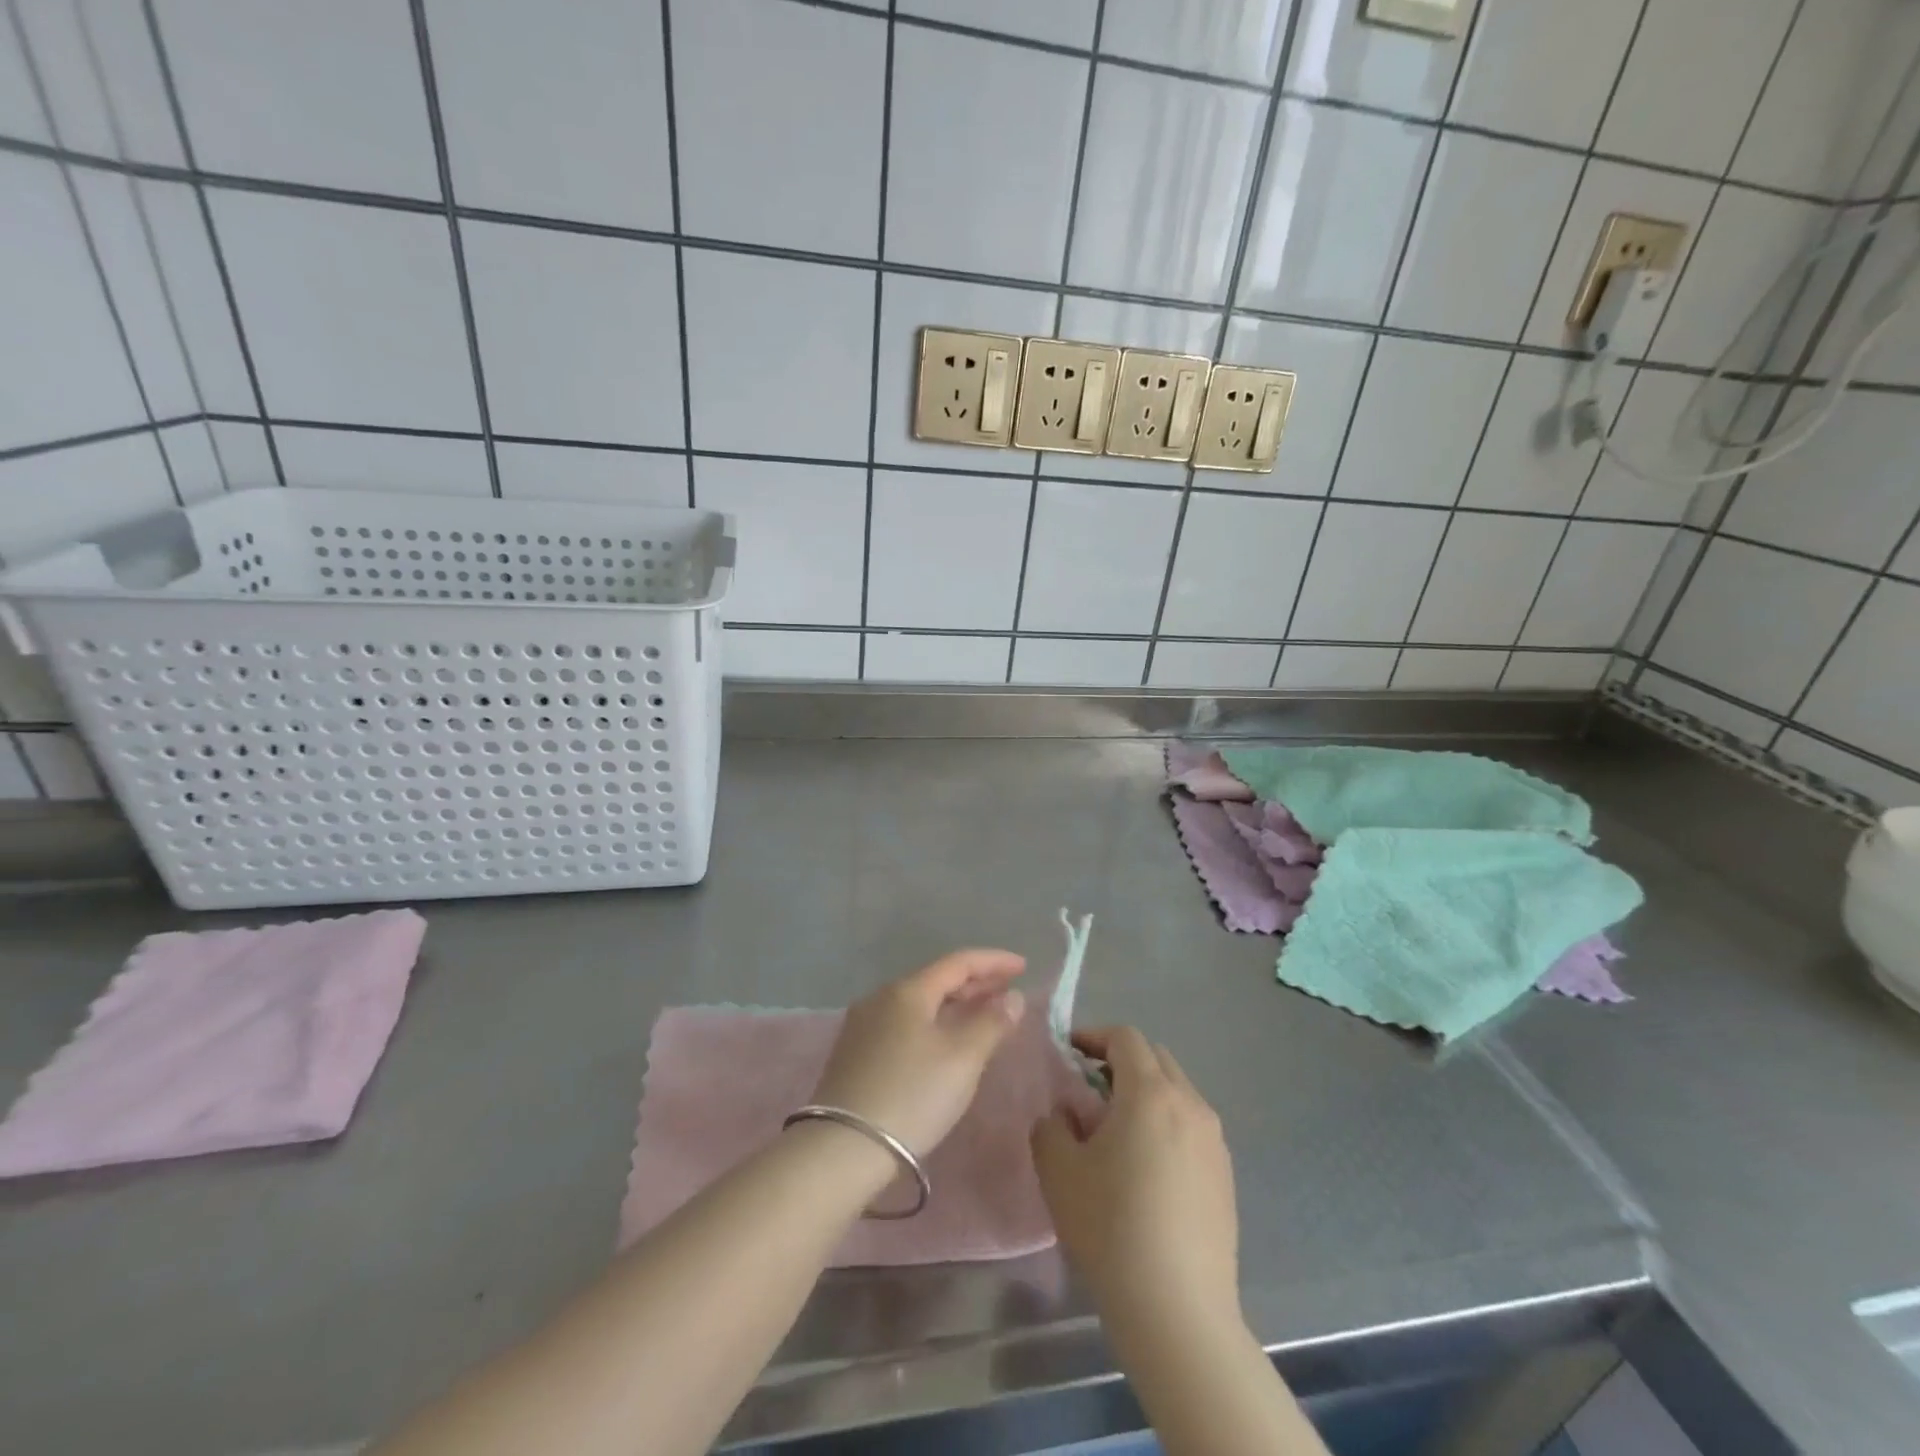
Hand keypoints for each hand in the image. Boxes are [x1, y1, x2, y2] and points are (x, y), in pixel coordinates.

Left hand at [810, 949, 1026, 1156]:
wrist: (842, 1148)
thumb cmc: (912, 1096)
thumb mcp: (962, 1060)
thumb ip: (992, 1023)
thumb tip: (1013, 997)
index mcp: (907, 990)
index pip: (958, 962)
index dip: (994, 962)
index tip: (1023, 967)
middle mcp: (882, 998)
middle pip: (937, 980)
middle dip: (976, 983)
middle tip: (1008, 991)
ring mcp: (864, 1025)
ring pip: (920, 1003)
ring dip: (955, 1004)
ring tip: (983, 1014)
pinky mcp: (856, 1053)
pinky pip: (905, 1023)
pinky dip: (934, 1023)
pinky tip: (946, 1041)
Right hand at [1031, 1027, 1239, 1329]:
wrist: (1177, 1309)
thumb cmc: (1111, 1227)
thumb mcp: (1058, 1169)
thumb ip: (1051, 1125)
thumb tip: (1065, 1114)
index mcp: (1150, 1092)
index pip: (1125, 1037)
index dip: (1093, 1037)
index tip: (1069, 1054)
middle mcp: (1190, 1104)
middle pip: (1155, 1058)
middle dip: (1121, 1062)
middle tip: (1089, 1090)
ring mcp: (1215, 1140)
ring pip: (1177, 1092)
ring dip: (1146, 1094)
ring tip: (1118, 1132)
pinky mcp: (1226, 1175)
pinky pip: (1192, 1127)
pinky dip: (1167, 1125)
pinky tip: (1147, 1170)